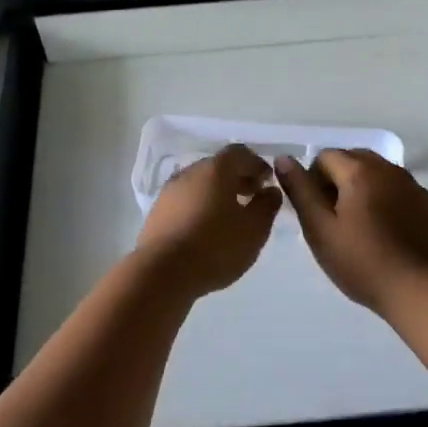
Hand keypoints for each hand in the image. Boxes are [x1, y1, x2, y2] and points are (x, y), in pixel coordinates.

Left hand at [136, 145, 281, 298]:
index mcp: (215, 169)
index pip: (240, 153)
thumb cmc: (215, 246)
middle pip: (218, 167)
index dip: (257, 165)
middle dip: (238, 178)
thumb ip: (267, 205)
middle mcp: (189, 172)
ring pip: (200, 184)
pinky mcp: (157, 213)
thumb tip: (270, 191)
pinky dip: (200, 207)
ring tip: (231, 217)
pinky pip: (185, 201)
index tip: (268, 182)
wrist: (162, 273)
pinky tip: (207, 230)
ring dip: (218, 194)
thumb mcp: (254, 229)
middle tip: (252, 198)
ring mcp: (169, 192)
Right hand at [274, 149, 427, 313]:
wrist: (419, 290)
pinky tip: (385, 232)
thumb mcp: (319, 229)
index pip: (325, 156)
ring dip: (362, 187)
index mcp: (359, 171)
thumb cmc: (361, 261)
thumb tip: (283, 158)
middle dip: (338, 179)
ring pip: (378, 173)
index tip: (316, 211)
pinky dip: (385, 199)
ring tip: (359, 226)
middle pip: (353, 159)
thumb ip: (300, 190)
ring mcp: (412, 185)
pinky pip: (398, 189)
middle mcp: (388, 168)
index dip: (313, 180)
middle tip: (333, 218)